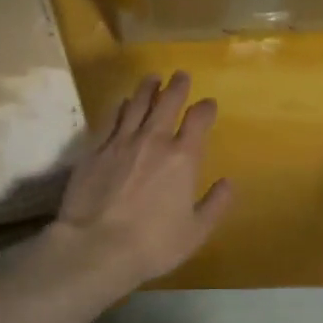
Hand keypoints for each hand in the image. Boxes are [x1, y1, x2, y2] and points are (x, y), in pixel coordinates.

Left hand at [29, 72, 233, 296]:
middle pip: (167, 102)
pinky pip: (111, 120)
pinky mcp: (94, 150)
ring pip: (136, 104)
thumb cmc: (153, 244)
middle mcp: (153, 141)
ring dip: (147, 89)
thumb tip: (228, 183)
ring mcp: (120, 142)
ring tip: (152, 78)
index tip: (208, 104)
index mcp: (183, 158)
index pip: (198, 120)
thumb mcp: (195, 232)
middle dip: (177, 86)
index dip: (205, 108)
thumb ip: (215, 205)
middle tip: (180, 75)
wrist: (96, 247)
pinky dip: (120, 108)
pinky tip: (121, 103)